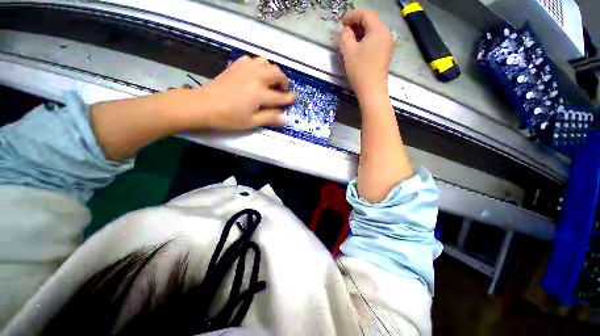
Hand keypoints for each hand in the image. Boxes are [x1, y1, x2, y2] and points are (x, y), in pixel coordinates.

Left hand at [189, 56, 295, 130]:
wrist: (203, 105)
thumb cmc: (228, 117)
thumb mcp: (251, 122)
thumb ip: (269, 118)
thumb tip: (285, 119)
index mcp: (260, 94)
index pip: (280, 96)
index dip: (289, 98)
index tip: (294, 99)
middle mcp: (256, 78)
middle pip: (277, 73)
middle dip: (284, 81)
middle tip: (283, 90)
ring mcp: (246, 69)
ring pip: (266, 62)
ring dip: (273, 71)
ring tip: (271, 81)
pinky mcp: (236, 66)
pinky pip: (252, 60)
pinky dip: (258, 66)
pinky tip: (255, 75)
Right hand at [339, 9, 394, 97]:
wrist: (372, 90)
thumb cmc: (360, 70)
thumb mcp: (348, 51)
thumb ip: (345, 36)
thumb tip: (346, 30)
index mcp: (378, 29)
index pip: (365, 14)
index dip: (352, 15)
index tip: (341, 23)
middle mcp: (386, 33)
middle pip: (371, 21)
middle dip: (357, 23)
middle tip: (345, 31)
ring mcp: (388, 44)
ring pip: (374, 31)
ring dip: (361, 32)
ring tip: (350, 40)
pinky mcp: (386, 54)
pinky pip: (376, 41)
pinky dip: (367, 40)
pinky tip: (359, 48)